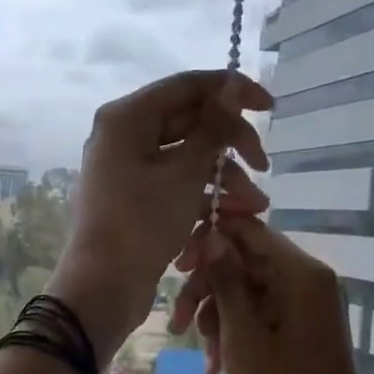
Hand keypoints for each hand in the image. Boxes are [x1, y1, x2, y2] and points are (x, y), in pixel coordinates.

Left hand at [47, 70, 272, 363]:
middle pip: (189, 121)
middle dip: (231, 144)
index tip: (270, 106)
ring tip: (256, 206)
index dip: (232, 91)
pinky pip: (175, 183)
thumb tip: (230, 86)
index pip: (187, 85)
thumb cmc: (142, 224)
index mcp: (127, 117)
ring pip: (186, 157)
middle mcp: (124, 135)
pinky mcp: (134, 198)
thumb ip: (213, 128)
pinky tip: (233, 217)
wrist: (103, 287)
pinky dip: (203, 196)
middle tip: (264, 165)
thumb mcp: (185, 173)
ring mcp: (127, 168)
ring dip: (224, 177)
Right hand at [169, 214, 373, 373]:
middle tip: (178, 323)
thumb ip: (226, 280)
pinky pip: (261, 314)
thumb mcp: (243, 335)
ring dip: (217, 316)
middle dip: (208, 290)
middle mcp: (308, 281)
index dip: (209, 242)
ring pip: (247, 291)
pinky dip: (235, 332)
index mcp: (301, 274)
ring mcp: (307, 306)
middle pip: (245, 262)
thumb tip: (211, 233)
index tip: (176, 266)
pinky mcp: (302, 329)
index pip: (249, 231)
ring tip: (202, 352)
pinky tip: (216, 363)